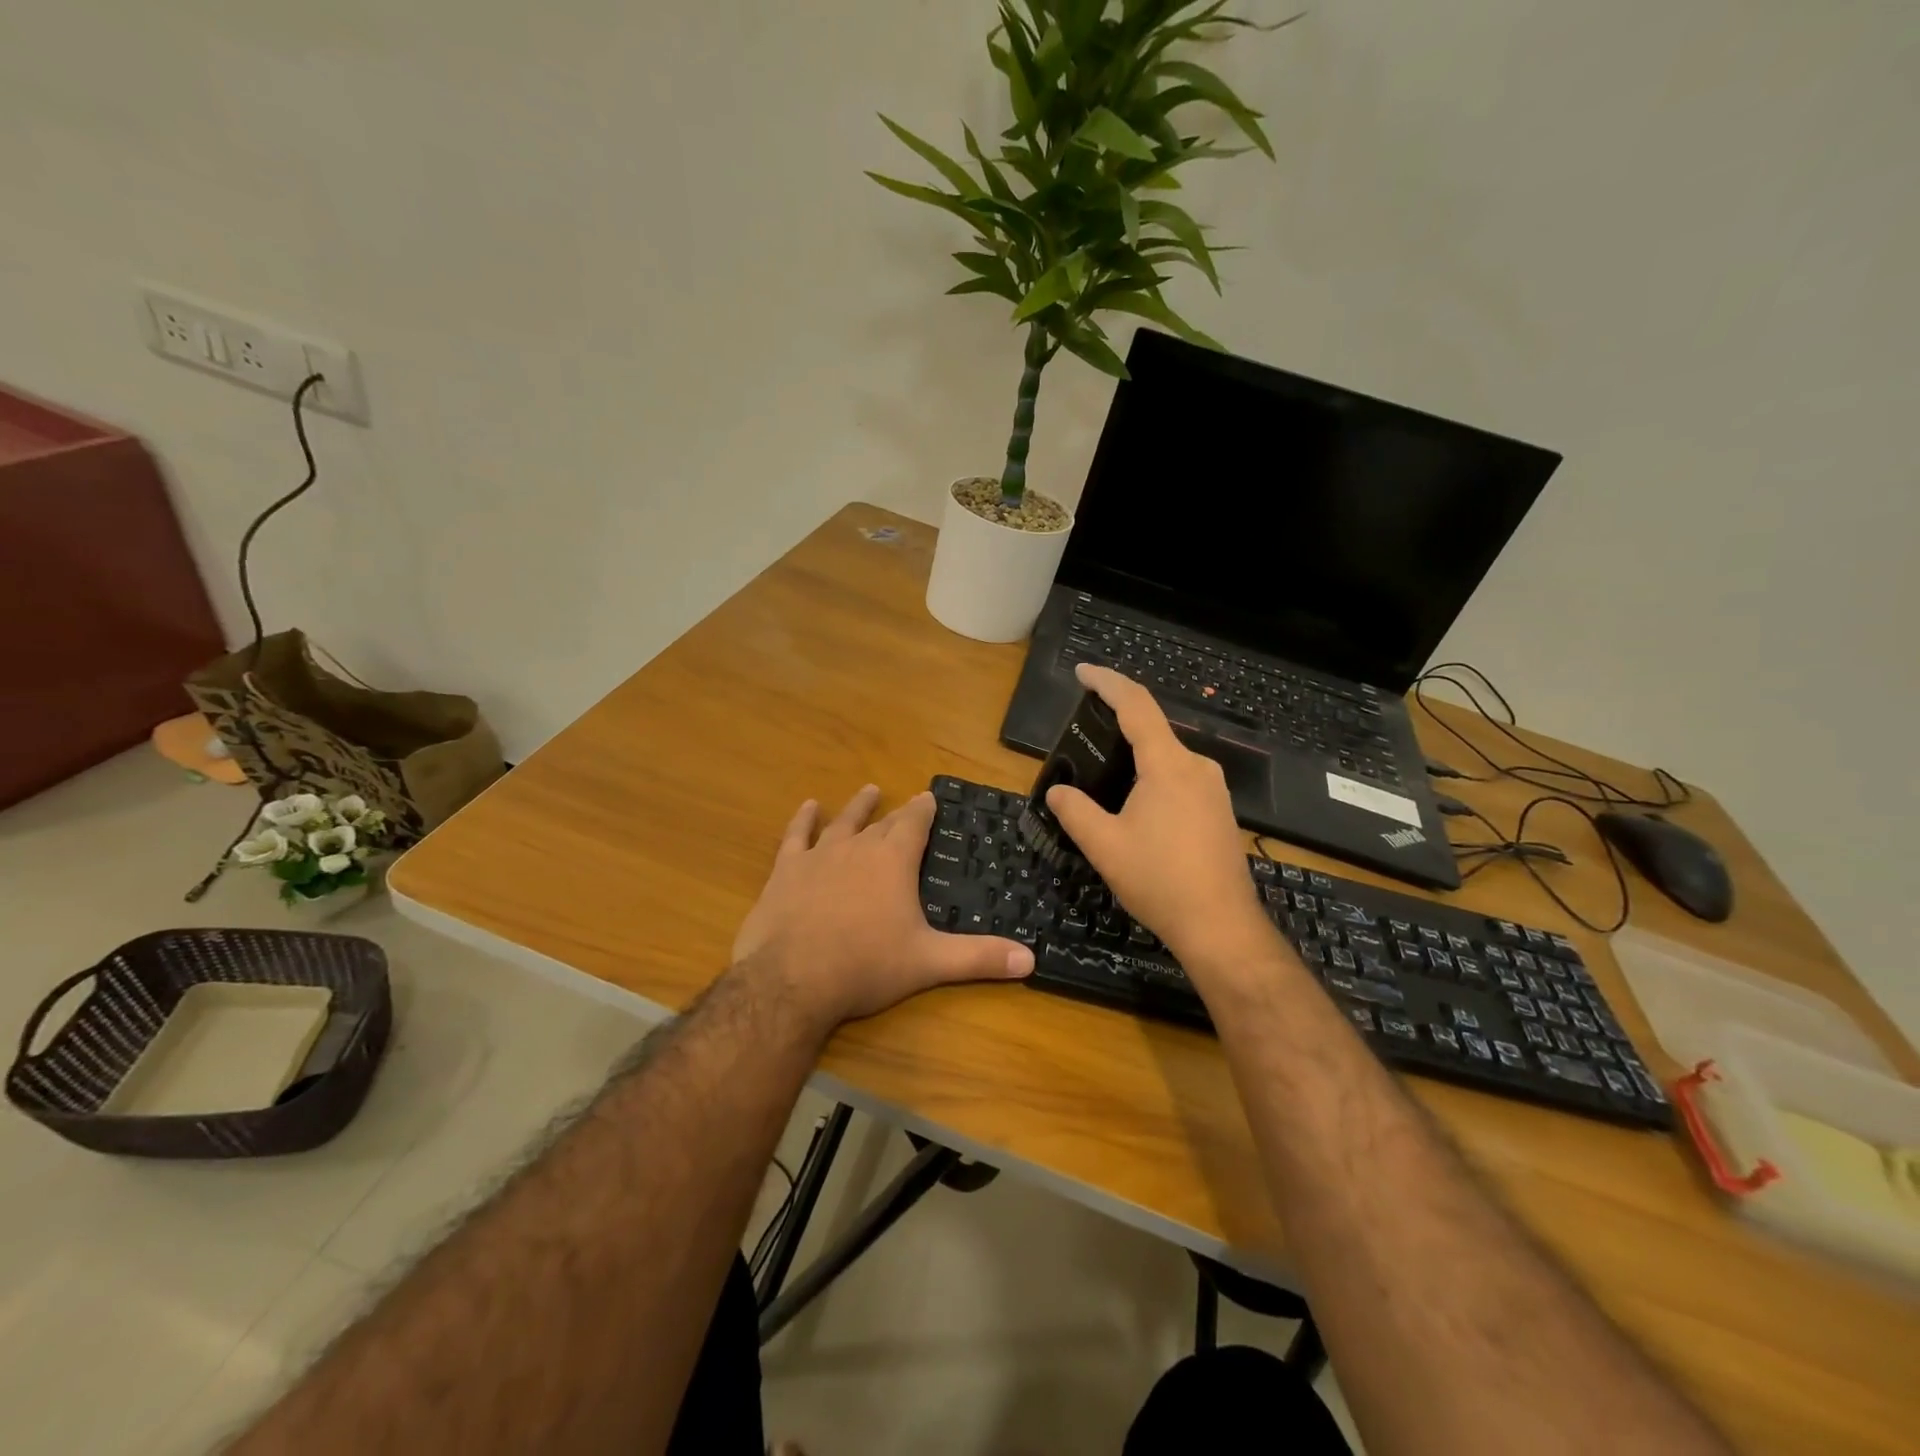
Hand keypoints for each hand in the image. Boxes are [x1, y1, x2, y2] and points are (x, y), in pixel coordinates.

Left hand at [731, 785, 1033, 1032]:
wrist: (792, 979)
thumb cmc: (866, 966)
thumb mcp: (929, 962)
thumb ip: (978, 957)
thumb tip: (1031, 959)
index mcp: (893, 861)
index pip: (914, 824)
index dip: (924, 809)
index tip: (930, 796)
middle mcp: (858, 848)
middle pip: (882, 823)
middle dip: (898, 813)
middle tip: (908, 801)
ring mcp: (818, 856)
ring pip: (843, 822)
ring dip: (858, 807)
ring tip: (869, 790)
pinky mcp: (786, 871)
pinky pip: (796, 836)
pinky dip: (803, 820)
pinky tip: (808, 807)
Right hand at [1046, 664, 1273, 968]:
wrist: (1222, 927)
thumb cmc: (1160, 881)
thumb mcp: (1104, 846)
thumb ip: (1074, 811)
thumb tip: (1057, 791)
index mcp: (1168, 765)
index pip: (1136, 705)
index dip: (1107, 682)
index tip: (1082, 672)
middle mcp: (1197, 767)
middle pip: (1152, 730)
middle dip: (1117, 723)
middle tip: (1082, 734)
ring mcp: (1214, 790)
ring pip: (1167, 757)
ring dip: (1135, 755)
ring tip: (1102, 773)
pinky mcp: (1220, 812)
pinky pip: (1180, 778)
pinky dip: (1152, 776)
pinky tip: (1135, 803)